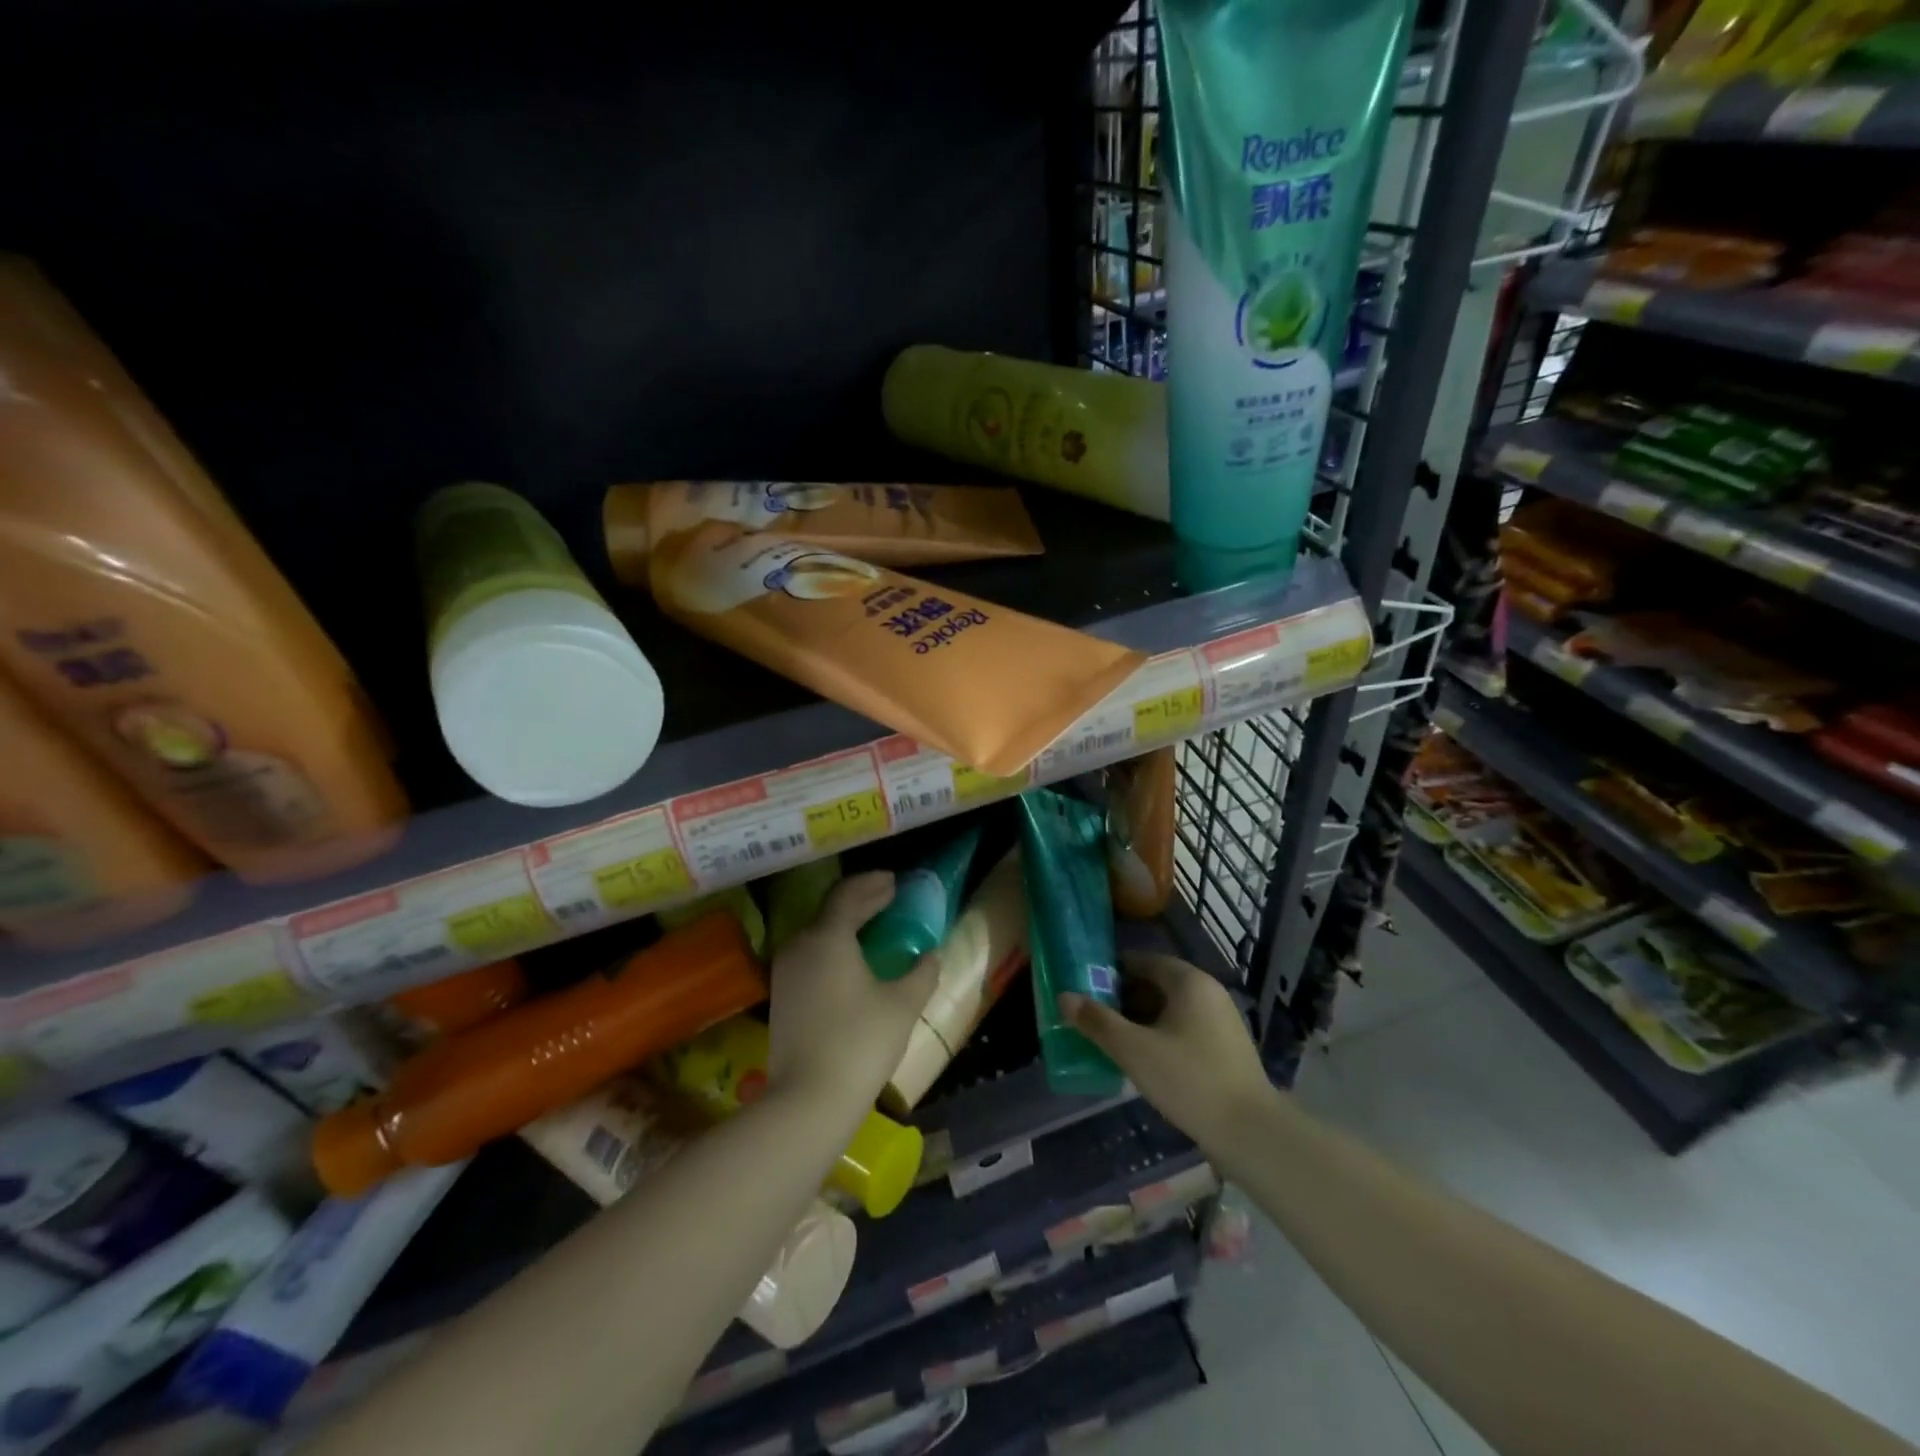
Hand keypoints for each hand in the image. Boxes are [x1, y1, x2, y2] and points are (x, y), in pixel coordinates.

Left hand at [766, 871, 937, 1111]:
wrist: (808, 1099)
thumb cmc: (860, 1043)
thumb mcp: (902, 1005)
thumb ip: (922, 973)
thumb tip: (932, 955)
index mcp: (828, 936)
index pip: (848, 894)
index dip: (873, 884)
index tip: (894, 881)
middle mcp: (801, 944)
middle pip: (831, 910)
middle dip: (861, 901)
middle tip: (888, 898)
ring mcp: (785, 971)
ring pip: (817, 933)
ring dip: (845, 924)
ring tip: (872, 926)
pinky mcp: (782, 995)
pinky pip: (810, 954)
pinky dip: (833, 946)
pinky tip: (851, 960)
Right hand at [1061, 952, 1272, 1146]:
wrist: (1251, 1133)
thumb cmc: (1189, 1080)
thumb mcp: (1134, 1050)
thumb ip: (1097, 1022)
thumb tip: (1064, 997)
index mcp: (1189, 981)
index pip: (1143, 960)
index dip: (1112, 972)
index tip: (1086, 988)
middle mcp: (1208, 992)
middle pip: (1156, 983)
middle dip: (1123, 998)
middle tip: (1094, 1017)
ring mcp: (1221, 1021)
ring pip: (1170, 1009)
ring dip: (1141, 1020)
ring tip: (1113, 1040)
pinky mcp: (1226, 1048)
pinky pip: (1185, 1029)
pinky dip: (1161, 1036)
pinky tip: (1144, 1061)